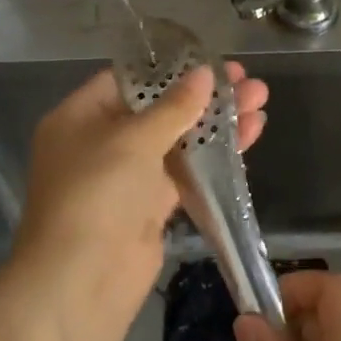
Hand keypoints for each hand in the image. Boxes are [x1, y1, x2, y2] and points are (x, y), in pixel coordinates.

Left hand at [12, 61, 268, 317]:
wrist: (84, 279)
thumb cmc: (98, 193)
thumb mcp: (133, 139)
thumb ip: (174, 106)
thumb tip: (205, 75)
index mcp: (80, 117)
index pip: (127, 81)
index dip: (170, 69)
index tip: (211, 60)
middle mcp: (101, 143)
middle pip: (158, 109)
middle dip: (204, 95)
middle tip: (246, 79)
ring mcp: (127, 177)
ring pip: (177, 141)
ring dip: (217, 123)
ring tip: (260, 99)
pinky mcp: (150, 206)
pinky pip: (185, 171)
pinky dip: (214, 155)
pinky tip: (250, 134)